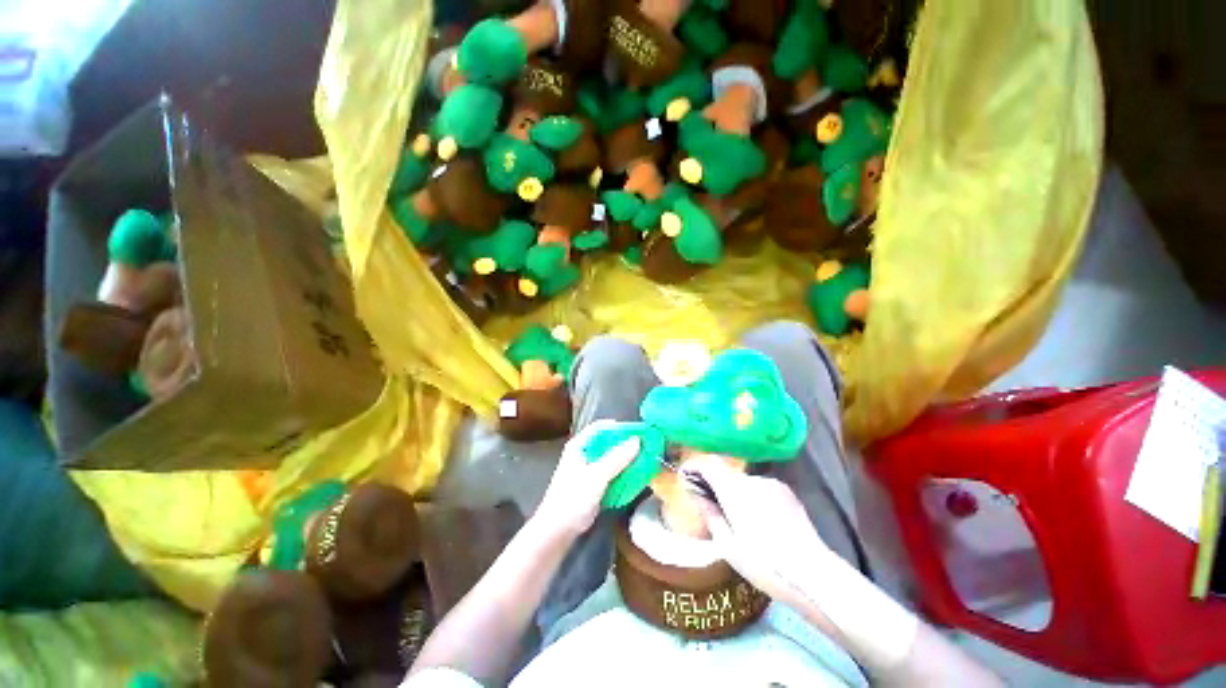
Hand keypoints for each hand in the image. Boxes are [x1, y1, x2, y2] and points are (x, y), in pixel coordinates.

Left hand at [532, 421, 640, 537]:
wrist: (557, 532)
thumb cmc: (573, 499)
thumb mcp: (597, 476)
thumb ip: (617, 458)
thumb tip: (637, 440)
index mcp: (579, 446)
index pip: (600, 427)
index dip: (619, 427)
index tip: (637, 430)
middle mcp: (584, 454)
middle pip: (608, 443)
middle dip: (626, 444)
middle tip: (645, 446)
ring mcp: (588, 470)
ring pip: (611, 458)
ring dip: (626, 459)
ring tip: (645, 460)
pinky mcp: (593, 484)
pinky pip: (611, 473)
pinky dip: (623, 473)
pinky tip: (636, 476)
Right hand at [685, 457, 834, 606]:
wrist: (814, 574)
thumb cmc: (765, 564)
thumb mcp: (728, 546)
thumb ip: (710, 514)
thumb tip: (696, 494)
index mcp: (735, 491)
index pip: (709, 463)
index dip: (694, 466)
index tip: (685, 476)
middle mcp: (753, 480)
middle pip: (726, 472)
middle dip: (714, 483)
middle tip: (709, 505)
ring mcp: (772, 484)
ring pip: (743, 481)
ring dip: (734, 491)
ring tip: (737, 518)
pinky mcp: (786, 491)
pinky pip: (759, 487)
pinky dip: (751, 496)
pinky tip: (758, 520)